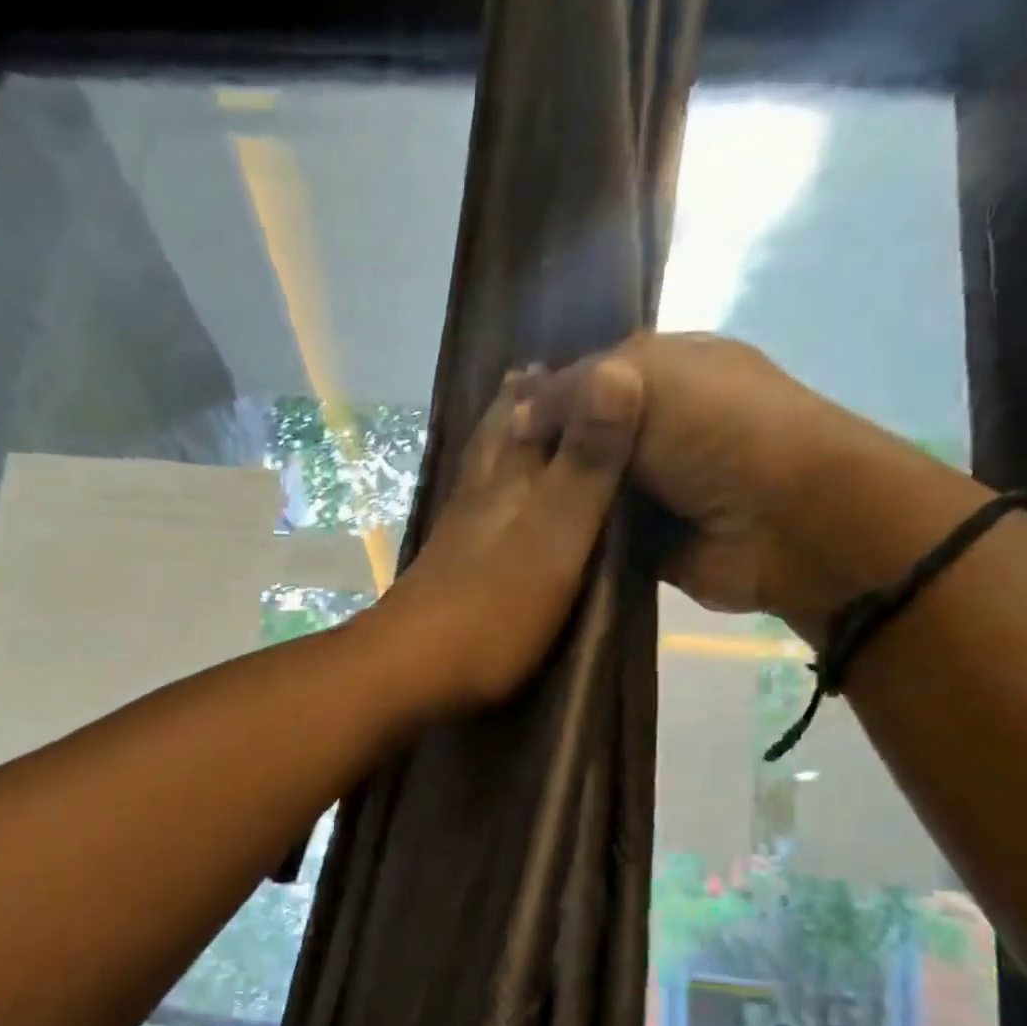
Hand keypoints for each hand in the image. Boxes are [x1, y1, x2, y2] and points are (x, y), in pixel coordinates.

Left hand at [372, 358, 645, 712]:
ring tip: (522, 421)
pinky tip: (495, 505)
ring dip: (504, 442)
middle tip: (542, 373)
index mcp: (506, 479)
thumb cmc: (491, 611)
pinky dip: (493, 493)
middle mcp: (478, 495)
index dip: (560, 380)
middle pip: (499, 435)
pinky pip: (478, 513)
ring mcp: (457, 535)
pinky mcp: (449, 571)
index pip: (531, 409)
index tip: (589, 352)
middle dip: (523, 403)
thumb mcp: (554, 538)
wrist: (408, 673)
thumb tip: (617, 366)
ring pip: (484, 471)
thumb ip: (585, 465)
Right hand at [521, 332, 923, 634]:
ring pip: (585, 491)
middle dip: (543, 456)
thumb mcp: (646, 381)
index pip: (585, 379)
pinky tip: (526, 543)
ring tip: (496, 512)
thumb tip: (515, 415)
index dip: (543, 398)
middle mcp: (655, 427)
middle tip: (489, 476)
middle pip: (581, 440)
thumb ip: (573, 392)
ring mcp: (652, 489)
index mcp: (663, 371)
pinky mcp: (646, 543)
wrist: (787, 522)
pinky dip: (571, 540)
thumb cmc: (722, 430)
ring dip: (553, 501)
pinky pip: (596, 538)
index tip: (494, 427)